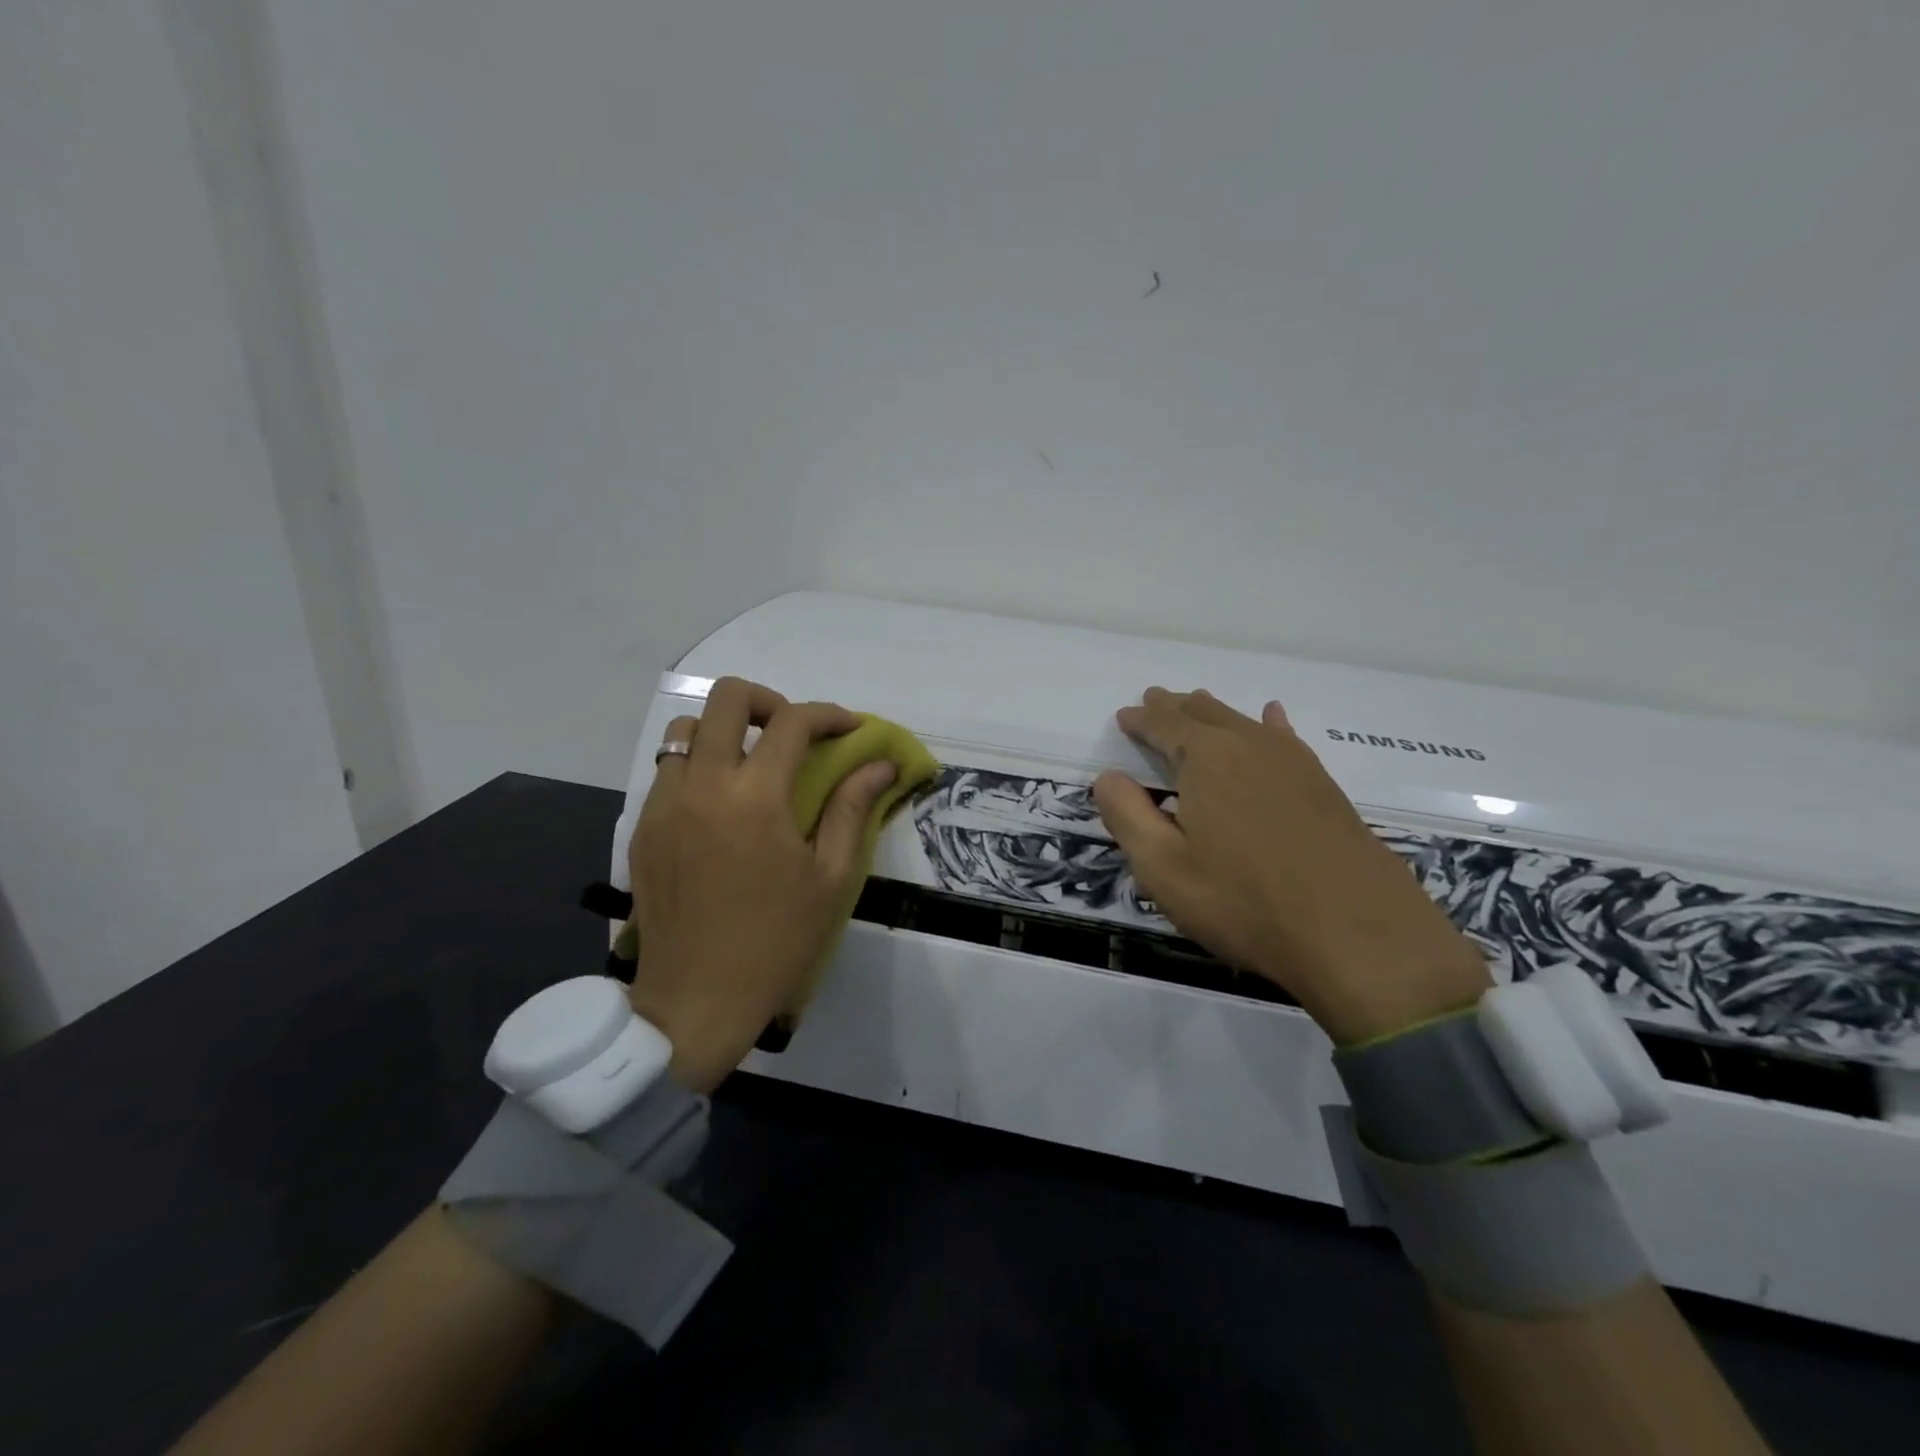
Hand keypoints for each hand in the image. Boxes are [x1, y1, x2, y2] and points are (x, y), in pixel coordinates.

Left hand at [625, 678, 897, 1091]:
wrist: (696, 1001)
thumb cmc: (776, 942)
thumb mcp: (830, 878)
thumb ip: (852, 808)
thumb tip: (881, 765)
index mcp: (755, 797)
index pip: (793, 722)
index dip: (829, 715)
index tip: (850, 729)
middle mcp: (702, 785)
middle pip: (727, 699)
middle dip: (769, 702)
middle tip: (793, 735)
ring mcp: (664, 804)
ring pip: (686, 730)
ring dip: (725, 732)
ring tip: (752, 765)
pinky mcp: (642, 828)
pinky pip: (667, 771)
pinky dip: (697, 766)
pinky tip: (720, 805)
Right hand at [1093, 688, 1490, 1044]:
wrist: (1358, 936)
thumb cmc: (1244, 902)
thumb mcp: (1164, 868)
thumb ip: (1128, 816)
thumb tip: (1108, 777)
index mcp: (1206, 759)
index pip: (1165, 725)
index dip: (1141, 719)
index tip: (1124, 716)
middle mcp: (1250, 746)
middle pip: (1205, 714)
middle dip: (1175, 707)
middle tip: (1155, 700)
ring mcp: (1294, 764)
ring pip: (1244, 722)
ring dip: (1214, 713)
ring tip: (1196, 703)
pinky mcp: (1324, 787)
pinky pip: (1286, 739)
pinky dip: (1270, 724)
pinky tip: (1272, 718)